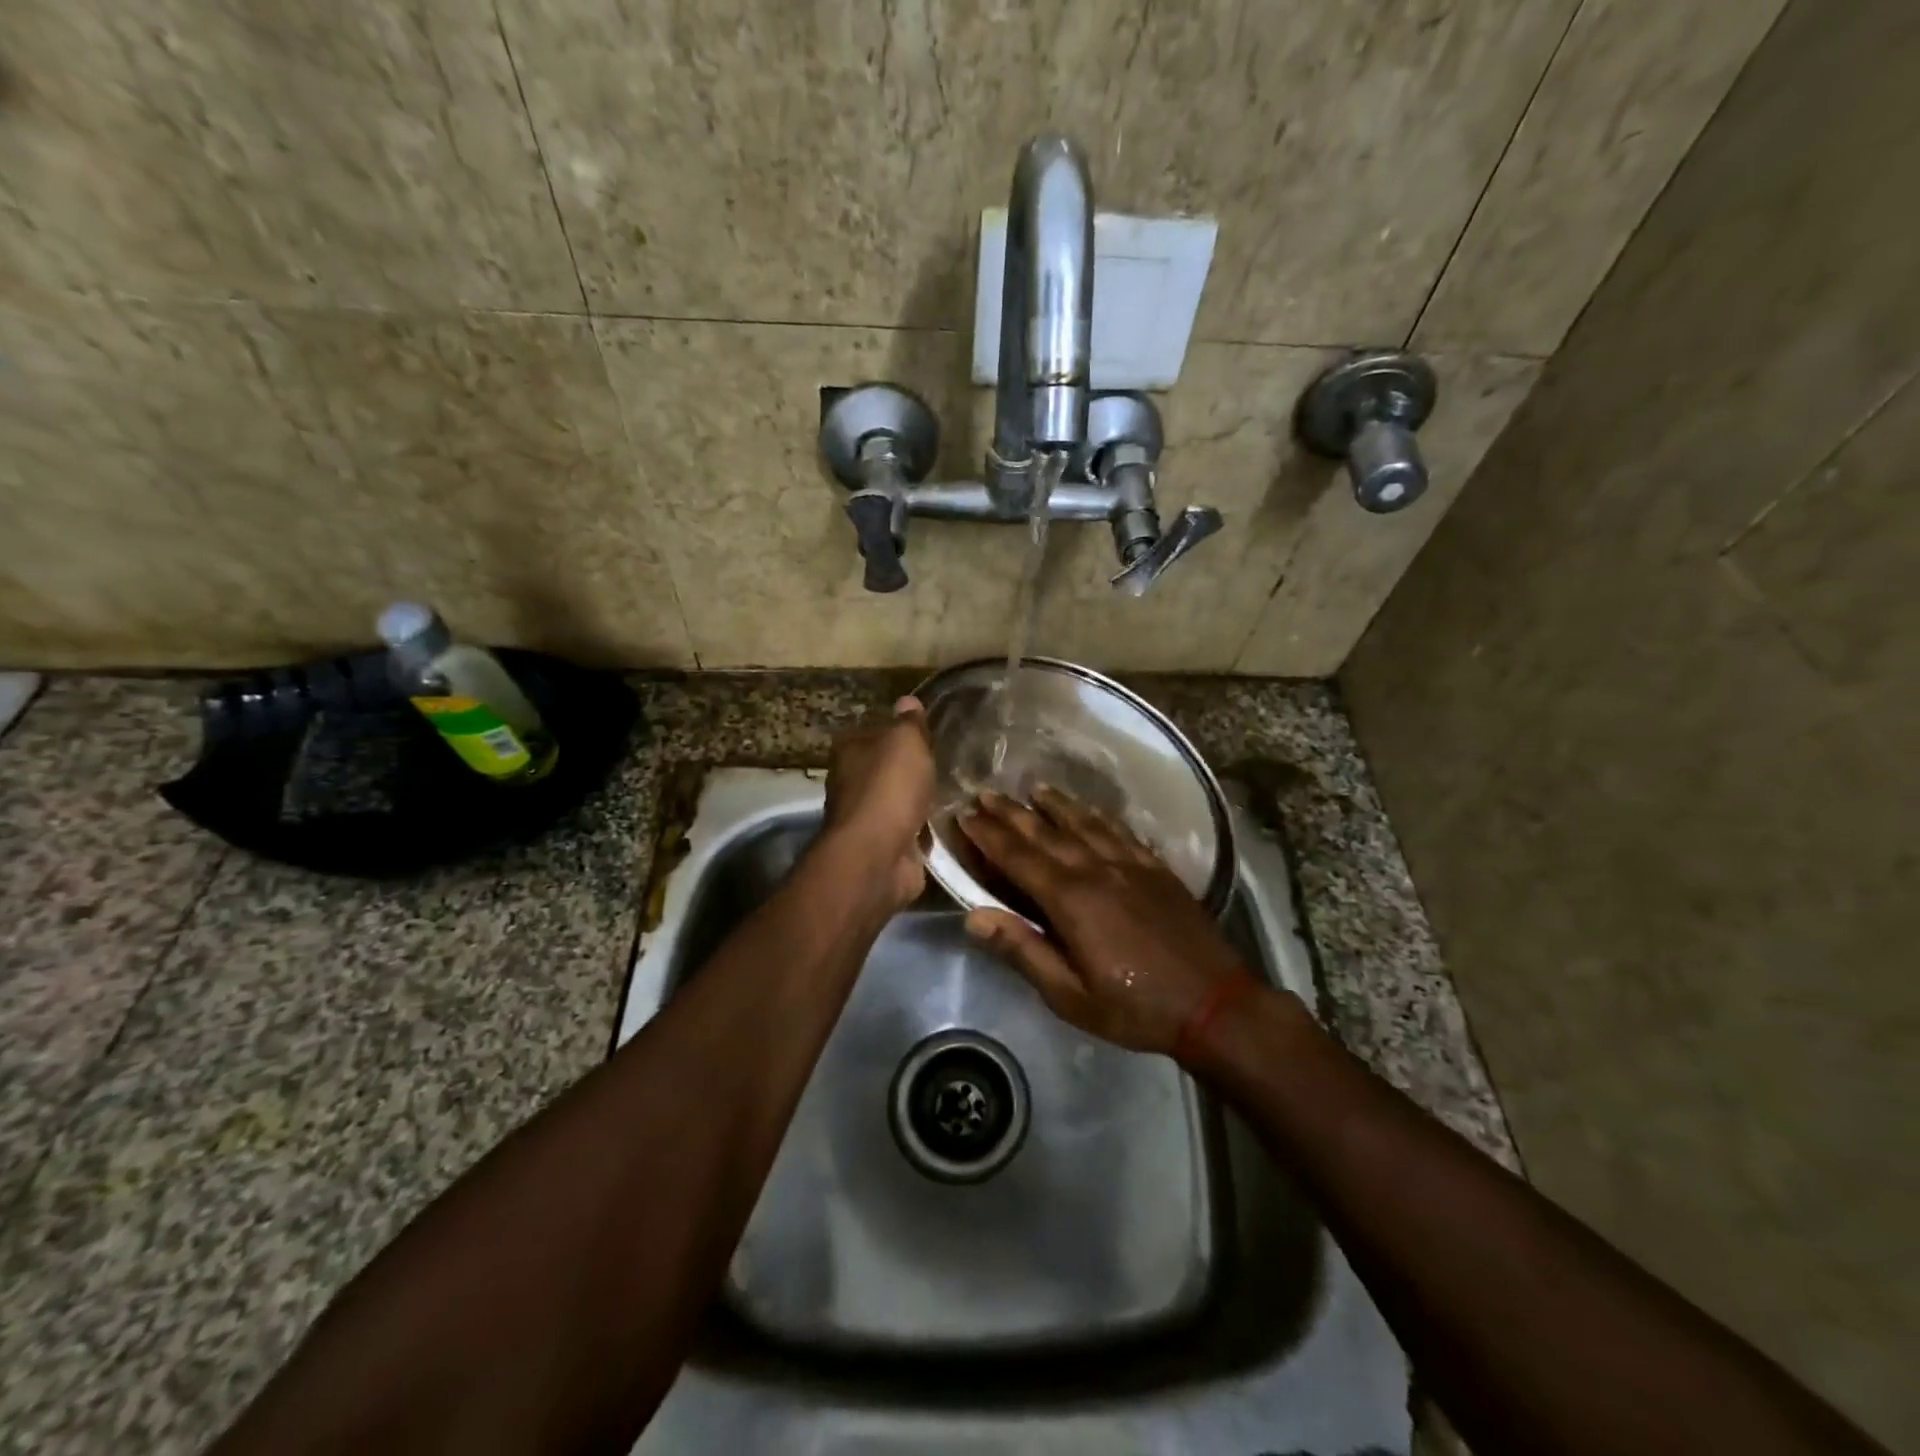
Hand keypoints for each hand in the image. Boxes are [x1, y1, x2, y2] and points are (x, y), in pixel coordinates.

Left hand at [820, 696, 934, 910]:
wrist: (878, 854)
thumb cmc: (889, 787)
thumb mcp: (906, 742)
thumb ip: (909, 723)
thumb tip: (907, 702)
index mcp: (848, 751)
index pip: (871, 732)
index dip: (895, 733)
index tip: (922, 736)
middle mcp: (849, 783)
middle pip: (882, 769)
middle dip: (906, 770)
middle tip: (941, 764)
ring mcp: (864, 818)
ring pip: (895, 801)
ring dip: (915, 801)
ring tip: (947, 793)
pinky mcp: (882, 847)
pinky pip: (907, 830)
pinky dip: (920, 829)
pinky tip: (942, 824)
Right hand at [958, 788, 1248, 1055]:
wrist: (1214, 1003)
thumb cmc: (1134, 1007)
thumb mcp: (1070, 995)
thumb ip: (1023, 951)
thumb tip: (975, 916)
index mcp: (1071, 899)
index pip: (1018, 857)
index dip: (988, 835)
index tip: (963, 816)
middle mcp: (1097, 869)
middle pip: (1046, 832)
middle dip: (1011, 812)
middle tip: (985, 793)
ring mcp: (1130, 864)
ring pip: (1084, 822)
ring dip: (1054, 804)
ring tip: (1032, 789)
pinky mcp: (1156, 867)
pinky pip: (1119, 831)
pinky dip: (1097, 816)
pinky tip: (1089, 810)